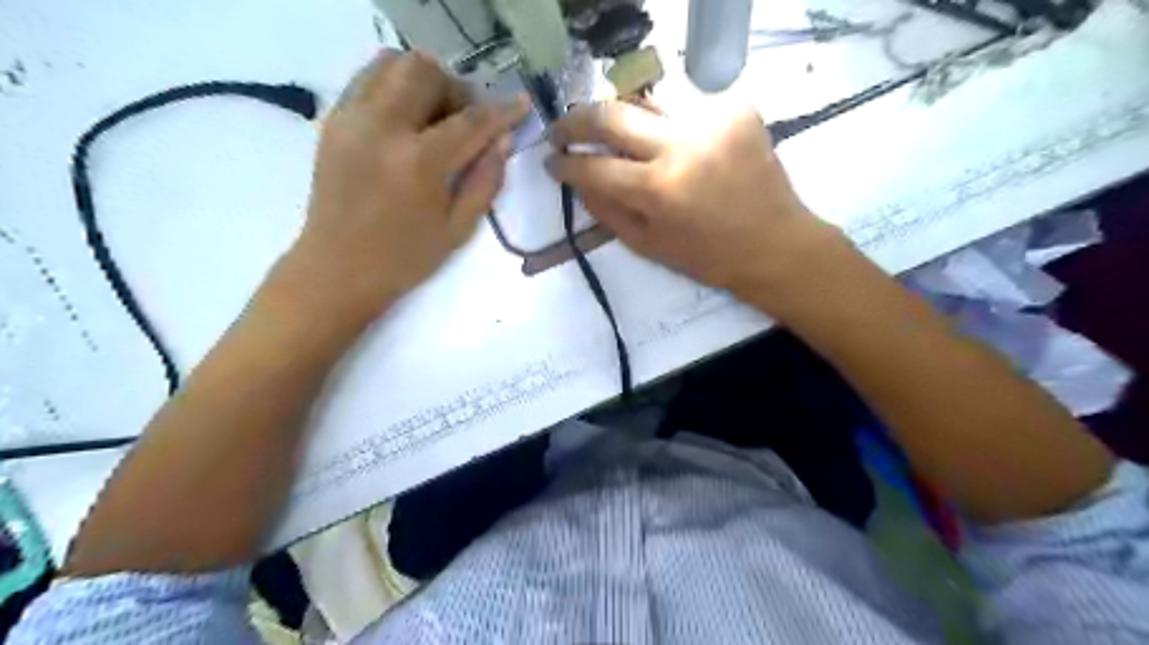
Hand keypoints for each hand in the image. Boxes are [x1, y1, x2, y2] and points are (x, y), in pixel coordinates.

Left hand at [293, 51, 530, 321]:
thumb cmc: (405, 258)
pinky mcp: (333, 121)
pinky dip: (393, 85)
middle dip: (455, 90)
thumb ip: (485, 180)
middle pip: (425, 72)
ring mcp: (351, 119)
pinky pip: (366, 79)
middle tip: (464, 121)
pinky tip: (405, 118)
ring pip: (391, 63)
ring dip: (422, 80)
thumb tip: (503, 140)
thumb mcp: (458, 229)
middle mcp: (382, 127)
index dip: (502, 111)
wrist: (338, 269)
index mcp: (419, 162)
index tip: (522, 103)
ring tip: (433, 115)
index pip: (470, 121)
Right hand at [545, 98, 842, 305]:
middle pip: (612, 113)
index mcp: (659, 189)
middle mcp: (682, 144)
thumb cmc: (707, 256)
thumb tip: (577, 179)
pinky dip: (666, 117)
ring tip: (613, 130)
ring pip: (646, 96)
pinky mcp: (737, 107)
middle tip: (563, 129)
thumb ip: (606, 210)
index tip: (553, 162)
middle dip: (576, 120)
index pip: (594, 165)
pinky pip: (685, 101)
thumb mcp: (647, 245)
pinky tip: (667, 137)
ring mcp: (712, 119)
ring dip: (621, 112)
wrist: (774, 243)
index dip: (565, 163)